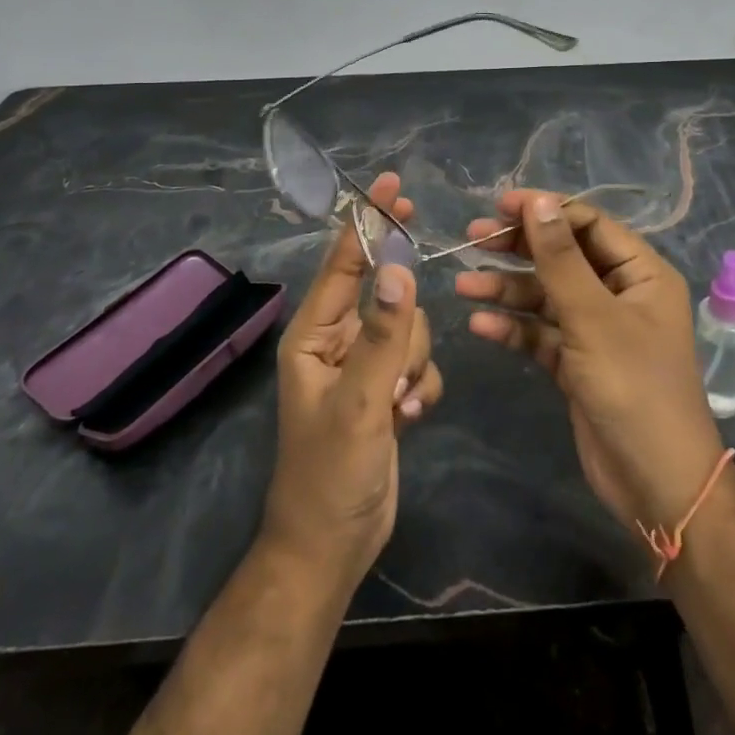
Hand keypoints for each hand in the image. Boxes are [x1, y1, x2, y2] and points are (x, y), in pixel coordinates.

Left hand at [262, 172, 442, 585]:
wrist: (332, 548)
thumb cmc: (328, 474)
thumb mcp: (358, 404)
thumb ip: (381, 335)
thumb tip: (399, 268)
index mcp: (314, 334)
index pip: (344, 262)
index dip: (367, 222)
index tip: (392, 186)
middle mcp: (338, 341)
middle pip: (388, 296)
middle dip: (400, 328)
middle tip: (394, 369)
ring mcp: (365, 366)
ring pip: (409, 330)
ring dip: (410, 364)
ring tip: (394, 406)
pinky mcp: (388, 390)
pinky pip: (419, 362)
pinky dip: (420, 386)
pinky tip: (407, 419)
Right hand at [455, 190, 724, 536]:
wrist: (656, 485)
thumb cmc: (633, 387)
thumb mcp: (593, 317)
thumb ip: (561, 258)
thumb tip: (538, 201)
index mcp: (640, 273)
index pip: (588, 224)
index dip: (545, 211)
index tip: (500, 207)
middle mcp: (620, 293)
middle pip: (563, 257)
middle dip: (518, 248)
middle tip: (472, 238)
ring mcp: (597, 329)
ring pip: (546, 296)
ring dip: (507, 290)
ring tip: (464, 285)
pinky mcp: (577, 362)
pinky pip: (541, 333)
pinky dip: (514, 328)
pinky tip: (481, 324)